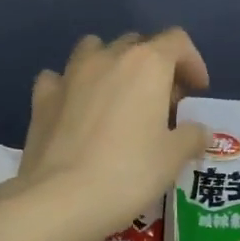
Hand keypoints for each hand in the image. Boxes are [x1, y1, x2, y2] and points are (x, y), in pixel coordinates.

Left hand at [19, 30, 210, 240]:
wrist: (61, 198)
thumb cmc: (128, 173)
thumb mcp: (173, 158)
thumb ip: (191, 136)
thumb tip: (197, 131)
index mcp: (146, 64)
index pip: (177, 41)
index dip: (192, 63)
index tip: (196, 93)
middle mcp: (107, 57)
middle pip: (137, 44)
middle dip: (153, 66)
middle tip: (161, 104)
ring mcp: (69, 75)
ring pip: (94, 49)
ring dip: (110, 65)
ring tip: (117, 99)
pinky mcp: (42, 98)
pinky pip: (58, 79)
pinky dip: (70, 87)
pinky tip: (75, 110)